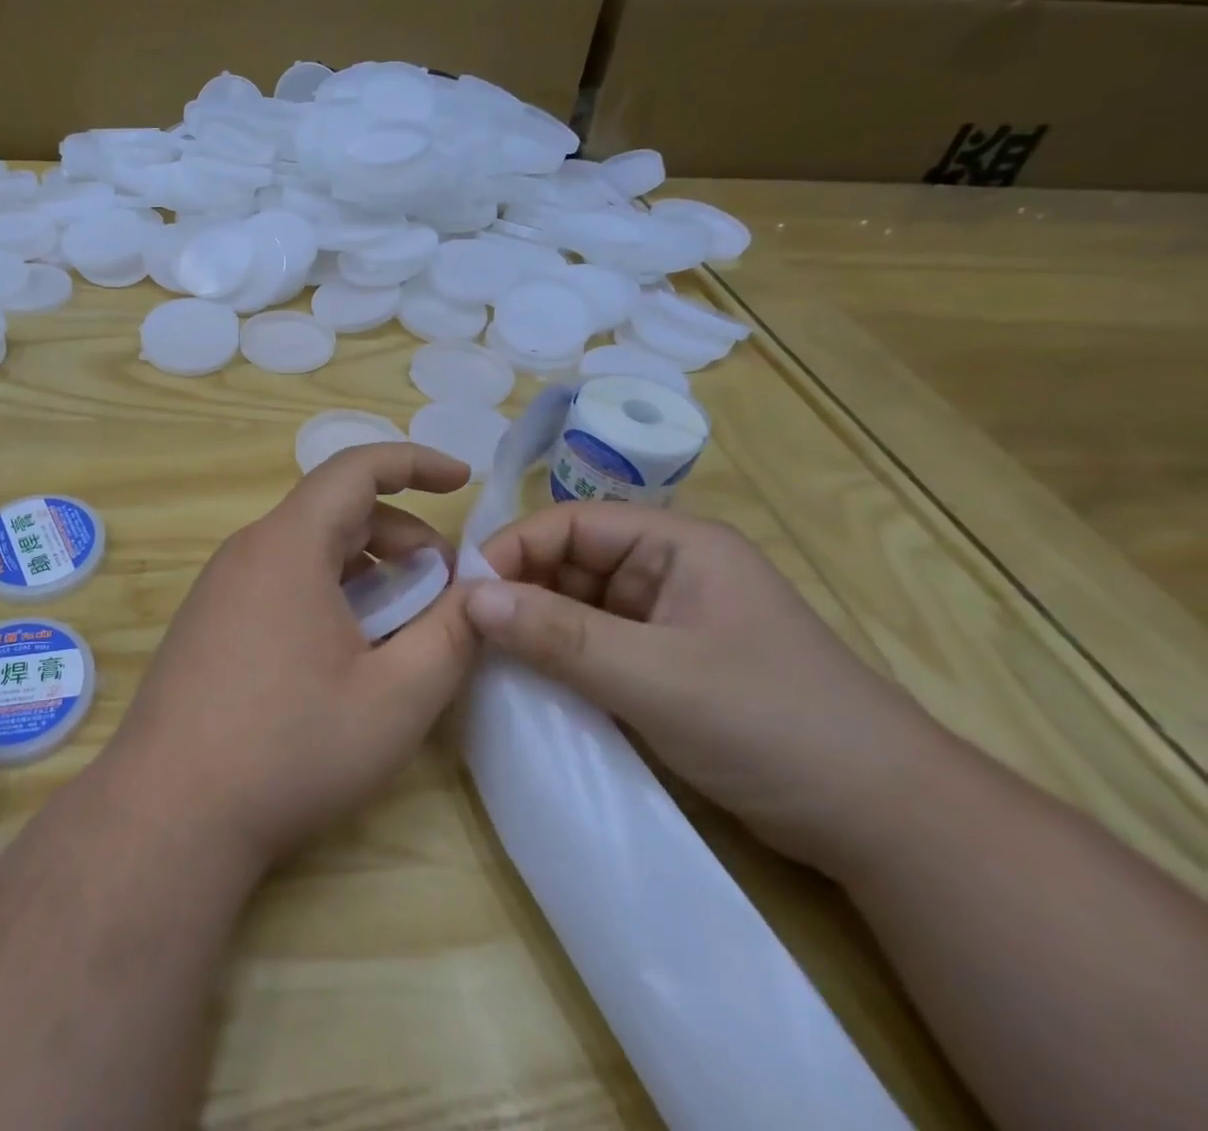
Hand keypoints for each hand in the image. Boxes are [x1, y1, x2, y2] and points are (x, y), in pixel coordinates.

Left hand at [101, 444, 477, 871]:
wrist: (170, 812)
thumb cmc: (290, 748)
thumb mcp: (395, 697)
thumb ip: (452, 636)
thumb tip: (480, 594)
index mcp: (289, 545)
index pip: (356, 468)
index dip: (415, 463)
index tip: (463, 480)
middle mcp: (248, 550)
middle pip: (334, 511)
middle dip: (400, 534)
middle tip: (443, 586)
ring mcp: (220, 586)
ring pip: (307, 549)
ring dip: (364, 567)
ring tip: (402, 622)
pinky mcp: (208, 621)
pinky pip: (279, 580)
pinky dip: (327, 591)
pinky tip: (345, 651)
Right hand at [466, 502, 950, 877]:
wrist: (888, 826)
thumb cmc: (772, 724)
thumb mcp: (655, 677)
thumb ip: (559, 635)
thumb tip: (470, 599)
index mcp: (676, 544)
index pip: (570, 524)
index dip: (513, 550)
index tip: (463, 593)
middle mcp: (667, 570)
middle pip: (570, 562)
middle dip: (519, 590)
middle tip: (466, 630)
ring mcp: (667, 619)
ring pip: (577, 605)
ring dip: (535, 627)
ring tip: (485, 656)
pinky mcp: (665, 665)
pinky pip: (594, 646)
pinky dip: (559, 659)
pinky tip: (528, 681)